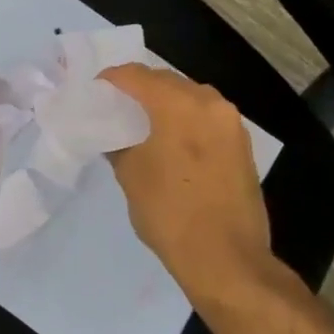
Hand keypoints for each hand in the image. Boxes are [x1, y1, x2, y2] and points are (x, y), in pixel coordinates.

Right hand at [100, 64, 276, 295]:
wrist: (226, 259)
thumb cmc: (170, 212)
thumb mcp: (130, 174)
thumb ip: (117, 143)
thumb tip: (113, 134)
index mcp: (179, 104)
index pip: (134, 75)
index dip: (108, 80)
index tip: (91, 94)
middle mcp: (210, 103)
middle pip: (164, 81)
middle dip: (137, 90)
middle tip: (113, 109)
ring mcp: (231, 123)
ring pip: (188, 98)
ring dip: (162, 104)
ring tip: (139, 126)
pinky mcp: (241, 145)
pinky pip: (204, 118)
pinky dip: (183, 121)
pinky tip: (167, 143)